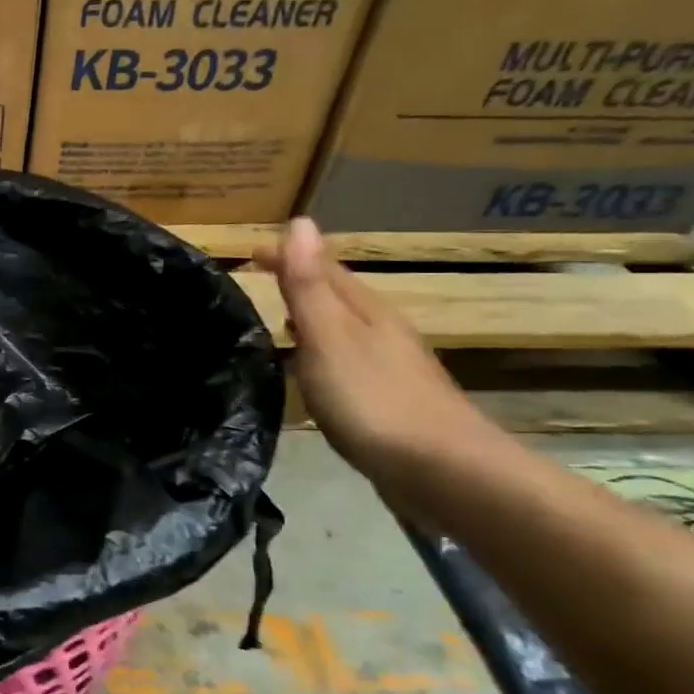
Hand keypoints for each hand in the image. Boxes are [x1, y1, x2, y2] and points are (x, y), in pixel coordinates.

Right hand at [253, 219, 500, 486]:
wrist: (443, 472)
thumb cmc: (374, 400)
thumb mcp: (330, 337)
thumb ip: (310, 285)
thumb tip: (300, 222)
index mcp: (366, 311)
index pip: (323, 269)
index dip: (288, 256)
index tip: (250, 252)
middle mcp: (382, 331)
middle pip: (338, 297)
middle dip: (301, 284)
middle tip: (260, 282)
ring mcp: (390, 368)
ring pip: (344, 331)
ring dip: (313, 321)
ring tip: (280, 324)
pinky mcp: (390, 403)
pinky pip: (347, 363)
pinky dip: (323, 356)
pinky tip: (315, 376)